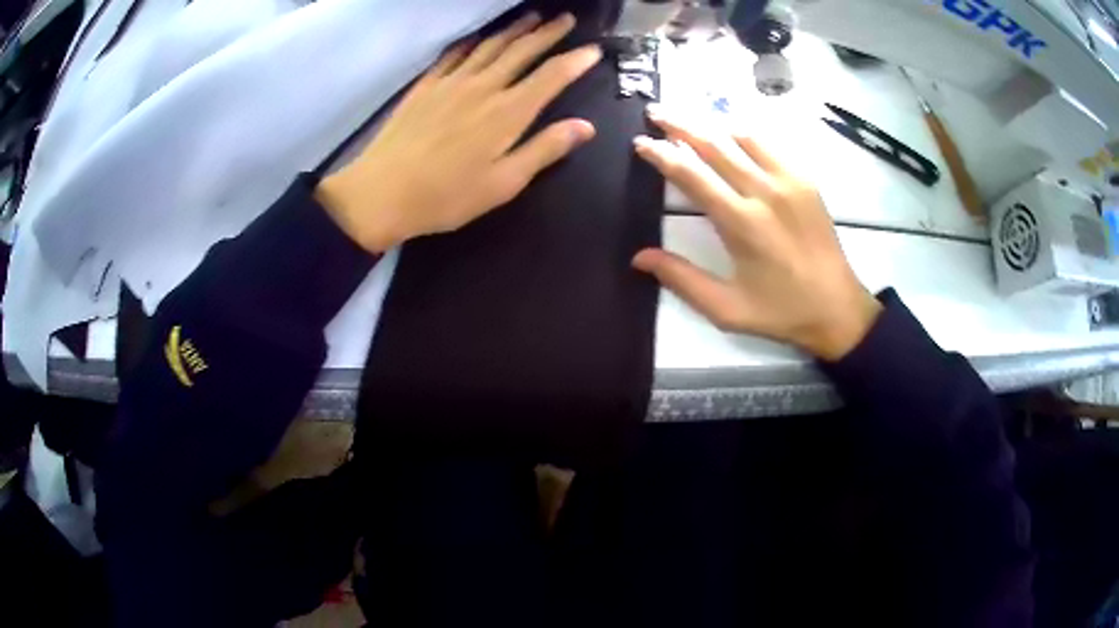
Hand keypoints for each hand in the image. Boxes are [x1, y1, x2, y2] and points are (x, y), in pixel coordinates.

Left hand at [317, 12, 599, 251]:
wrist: (382, 193)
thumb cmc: (447, 196)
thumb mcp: (504, 183)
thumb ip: (545, 150)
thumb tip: (585, 126)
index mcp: (508, 113)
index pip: (551, 76)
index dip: (575, 61)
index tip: (594, 49)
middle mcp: (483, 87)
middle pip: (522, 51)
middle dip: (548, 33)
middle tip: (567, 19)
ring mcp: (451, 83)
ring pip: (490, 46)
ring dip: (514, 29)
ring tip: (532, 17)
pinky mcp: (425, 86)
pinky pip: (453, 54)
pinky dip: (471, 41)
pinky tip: (478, 36)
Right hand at [632, 107, 882, 360]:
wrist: (838, 309)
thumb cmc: (781, 311)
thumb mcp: (727, 309)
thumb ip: (682, 280)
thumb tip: (639, 257)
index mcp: (741, 223)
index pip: (691, 176)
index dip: (661, 155)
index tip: (640, 142)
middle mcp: (763, 192)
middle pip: (714, 145)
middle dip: (680, 125)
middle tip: (655, 111)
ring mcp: (788, 181)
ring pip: (741, 137)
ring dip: (710, 123)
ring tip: (687, 116)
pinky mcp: (805, 181)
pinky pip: (769, 145)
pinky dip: (744, 133)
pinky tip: (731, 130)